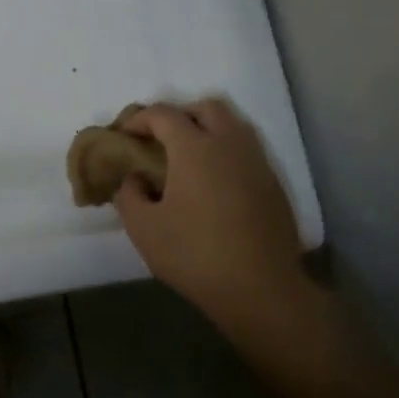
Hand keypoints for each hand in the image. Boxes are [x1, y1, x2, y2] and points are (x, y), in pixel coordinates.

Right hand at [114, 99, 320, 344]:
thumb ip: (130, 194)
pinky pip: (246, 152)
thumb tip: (135, 179)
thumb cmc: (194, 254)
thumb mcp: (143, 228)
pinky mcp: (273, 185)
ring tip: (186, 161)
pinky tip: (212, 186)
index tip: (124, 135)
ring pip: (232, 127)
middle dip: (179, 115)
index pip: (163, 114)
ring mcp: (257, 163)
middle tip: (160, 140)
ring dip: (206, 132)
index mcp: (194, 148)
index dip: (139, 119)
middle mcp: (229, 145)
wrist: (261, 289)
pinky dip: (225, 155)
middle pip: (206, 108)